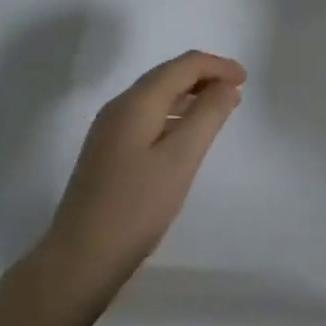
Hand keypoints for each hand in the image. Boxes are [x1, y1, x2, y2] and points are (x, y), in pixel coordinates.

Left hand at [7, 51, 245, 325]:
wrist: (79, 260)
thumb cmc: (135, 208)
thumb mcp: (181, 159)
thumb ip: (207, 116)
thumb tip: (226, 86)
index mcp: (135, 103)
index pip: (182, 65)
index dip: (217, 66)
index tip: (247, 80)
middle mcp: (119, 107)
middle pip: (167, 75)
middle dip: (204, 76)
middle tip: (237, 92)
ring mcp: (109, 130)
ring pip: (157, 96)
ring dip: (190, 95)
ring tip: (220, 109)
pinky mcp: (108, 152)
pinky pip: (148, 117)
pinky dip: (175, 115)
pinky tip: (187, 134)